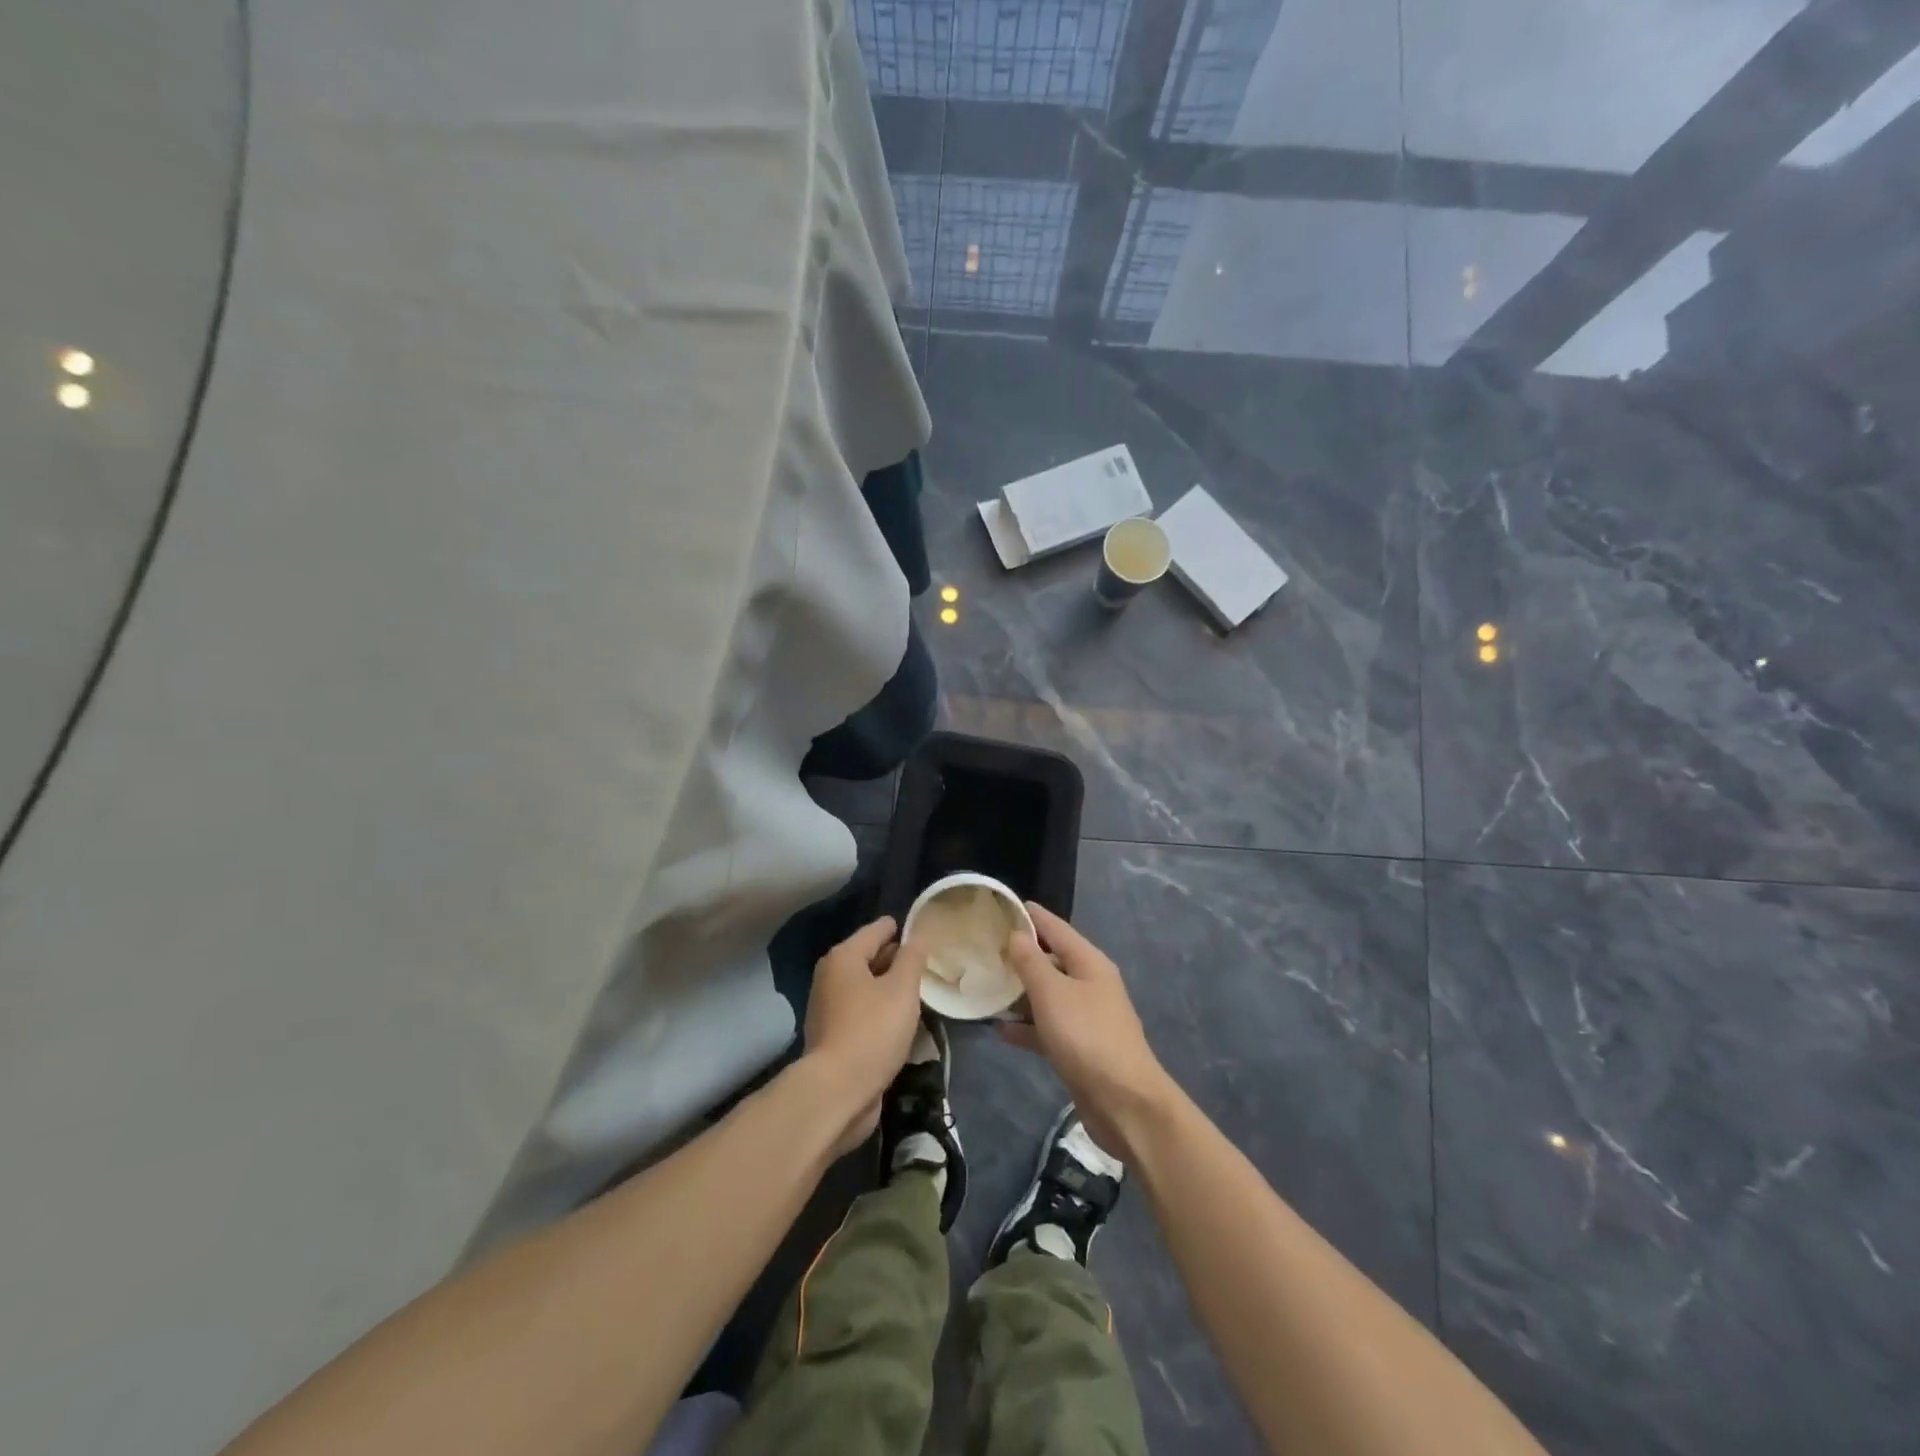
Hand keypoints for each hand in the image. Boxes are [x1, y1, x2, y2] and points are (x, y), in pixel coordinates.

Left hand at [804, 916, 926, 1157]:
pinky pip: (861, 1010)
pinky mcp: (832, 1034)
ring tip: (918, 991)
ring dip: (889, 987)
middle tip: (927, 963)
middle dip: (897, 958)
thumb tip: (917, 935)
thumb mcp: (902, 989)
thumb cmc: (873, 1031)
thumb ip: (912, 958)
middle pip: (869, 956)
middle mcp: (830, 976)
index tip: (926, 931)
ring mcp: (828, 1007)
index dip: (903, 929)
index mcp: (844, 957)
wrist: (837, 1091)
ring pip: (866, 985)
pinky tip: (900, 1020)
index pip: (878, 929)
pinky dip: (879, 1009)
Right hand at [1002, 903, 1173, 1161]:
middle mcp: (1090, 984)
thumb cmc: (1087, 1037)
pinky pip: (1048, 1027)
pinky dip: (1027, 1026)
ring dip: (1021, 991)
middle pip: (1052, 960)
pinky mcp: (1080, 1048)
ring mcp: (1086, 1017)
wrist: (1125, 1103)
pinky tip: (1001, 1029)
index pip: (1056, 928)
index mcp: (1089, 963)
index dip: (1031, 916)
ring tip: (986, 985)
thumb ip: (1031, 962)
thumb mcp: (1052, 993)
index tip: (1001, 905)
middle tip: (984, 946)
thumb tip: (1016, 933)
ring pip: (1048, 995)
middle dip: (1021, 953)